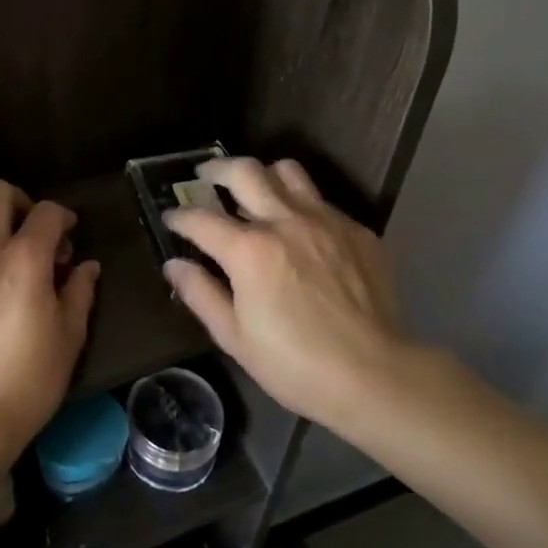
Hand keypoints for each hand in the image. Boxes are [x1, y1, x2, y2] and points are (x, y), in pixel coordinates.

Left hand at [0, 180, 100, 457]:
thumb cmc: (31, 375)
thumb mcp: (70, 335)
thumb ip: (80, 292)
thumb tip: (87, 267)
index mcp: (24, 257)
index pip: (46, 210)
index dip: (64, 216)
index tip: (71, 235)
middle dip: (20, 201)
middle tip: (36, 231)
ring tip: (10, 250)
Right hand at [164, 157, 412, 436]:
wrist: (376, 377)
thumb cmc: (295, 365)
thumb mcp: (234, 338)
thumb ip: (200, 294)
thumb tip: (174, 265)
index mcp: (249, 250)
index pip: (201, 218)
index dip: (179, 216)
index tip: (171, 219)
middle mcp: (285, 221)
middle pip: (243, 171)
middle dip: (215, 169)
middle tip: (205, 176)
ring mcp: (326, 221)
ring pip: (287, 171)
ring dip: (264, 176)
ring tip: (255, 191)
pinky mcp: (357, 231)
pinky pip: (322, 202)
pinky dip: (302, 207)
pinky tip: (301, 233)